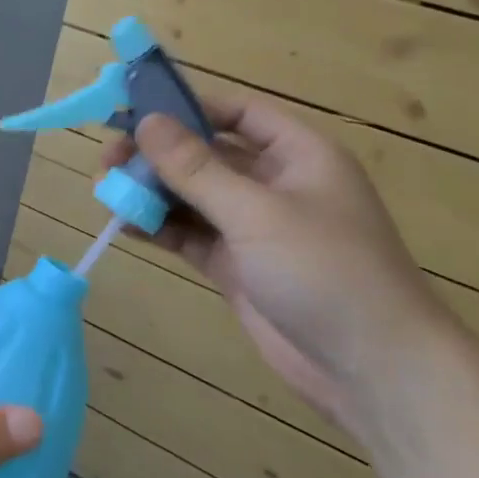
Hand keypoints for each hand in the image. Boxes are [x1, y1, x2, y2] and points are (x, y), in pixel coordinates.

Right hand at [102, 98, 456, 441]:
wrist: (373, 370)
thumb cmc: (325, 271)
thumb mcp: (256, 212)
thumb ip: (197, 168)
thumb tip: (147, 122)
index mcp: (298, 155)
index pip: (238, 113)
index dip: (188, 107)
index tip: (135, 110)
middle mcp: (275, 184)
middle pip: (207, 155)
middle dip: (158, 155)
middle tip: (108, 158)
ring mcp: (255, 228)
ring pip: (194, 196)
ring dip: (152, 191)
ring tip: (105, 190)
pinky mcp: (238, 265)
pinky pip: (191, 234)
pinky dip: (160, 227)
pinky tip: (124, 224)